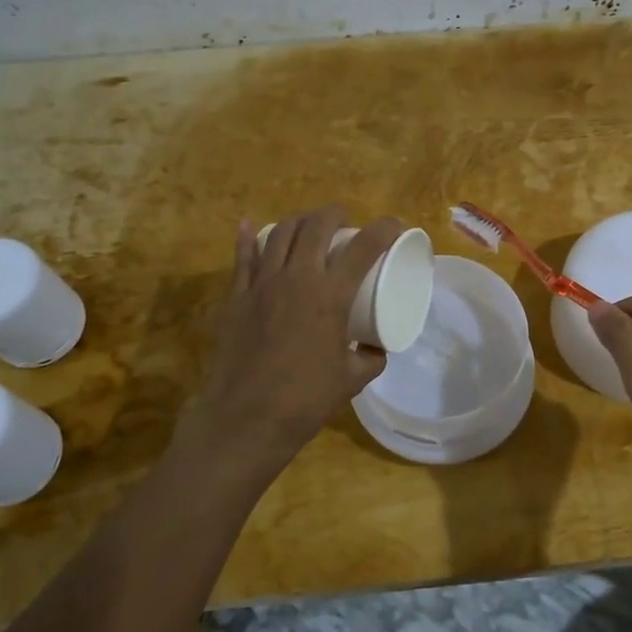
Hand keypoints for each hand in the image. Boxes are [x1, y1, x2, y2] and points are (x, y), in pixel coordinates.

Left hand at [190, 206, 400, 460]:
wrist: (247, 417)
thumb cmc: (306, 399)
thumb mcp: (352, 379)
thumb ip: (370, 357)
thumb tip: (374, 347)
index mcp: (331, 295)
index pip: (363, 247)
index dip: (383, 230)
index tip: (394, 225)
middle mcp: (297, 278)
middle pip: (316, 226)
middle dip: (334, 214)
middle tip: (344, 220)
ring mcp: (262, 284)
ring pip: (281, 234)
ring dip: (299, 222)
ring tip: (308, 225)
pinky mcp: (236, 297)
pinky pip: (242, 257)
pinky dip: (249, 238)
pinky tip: (251, 226)